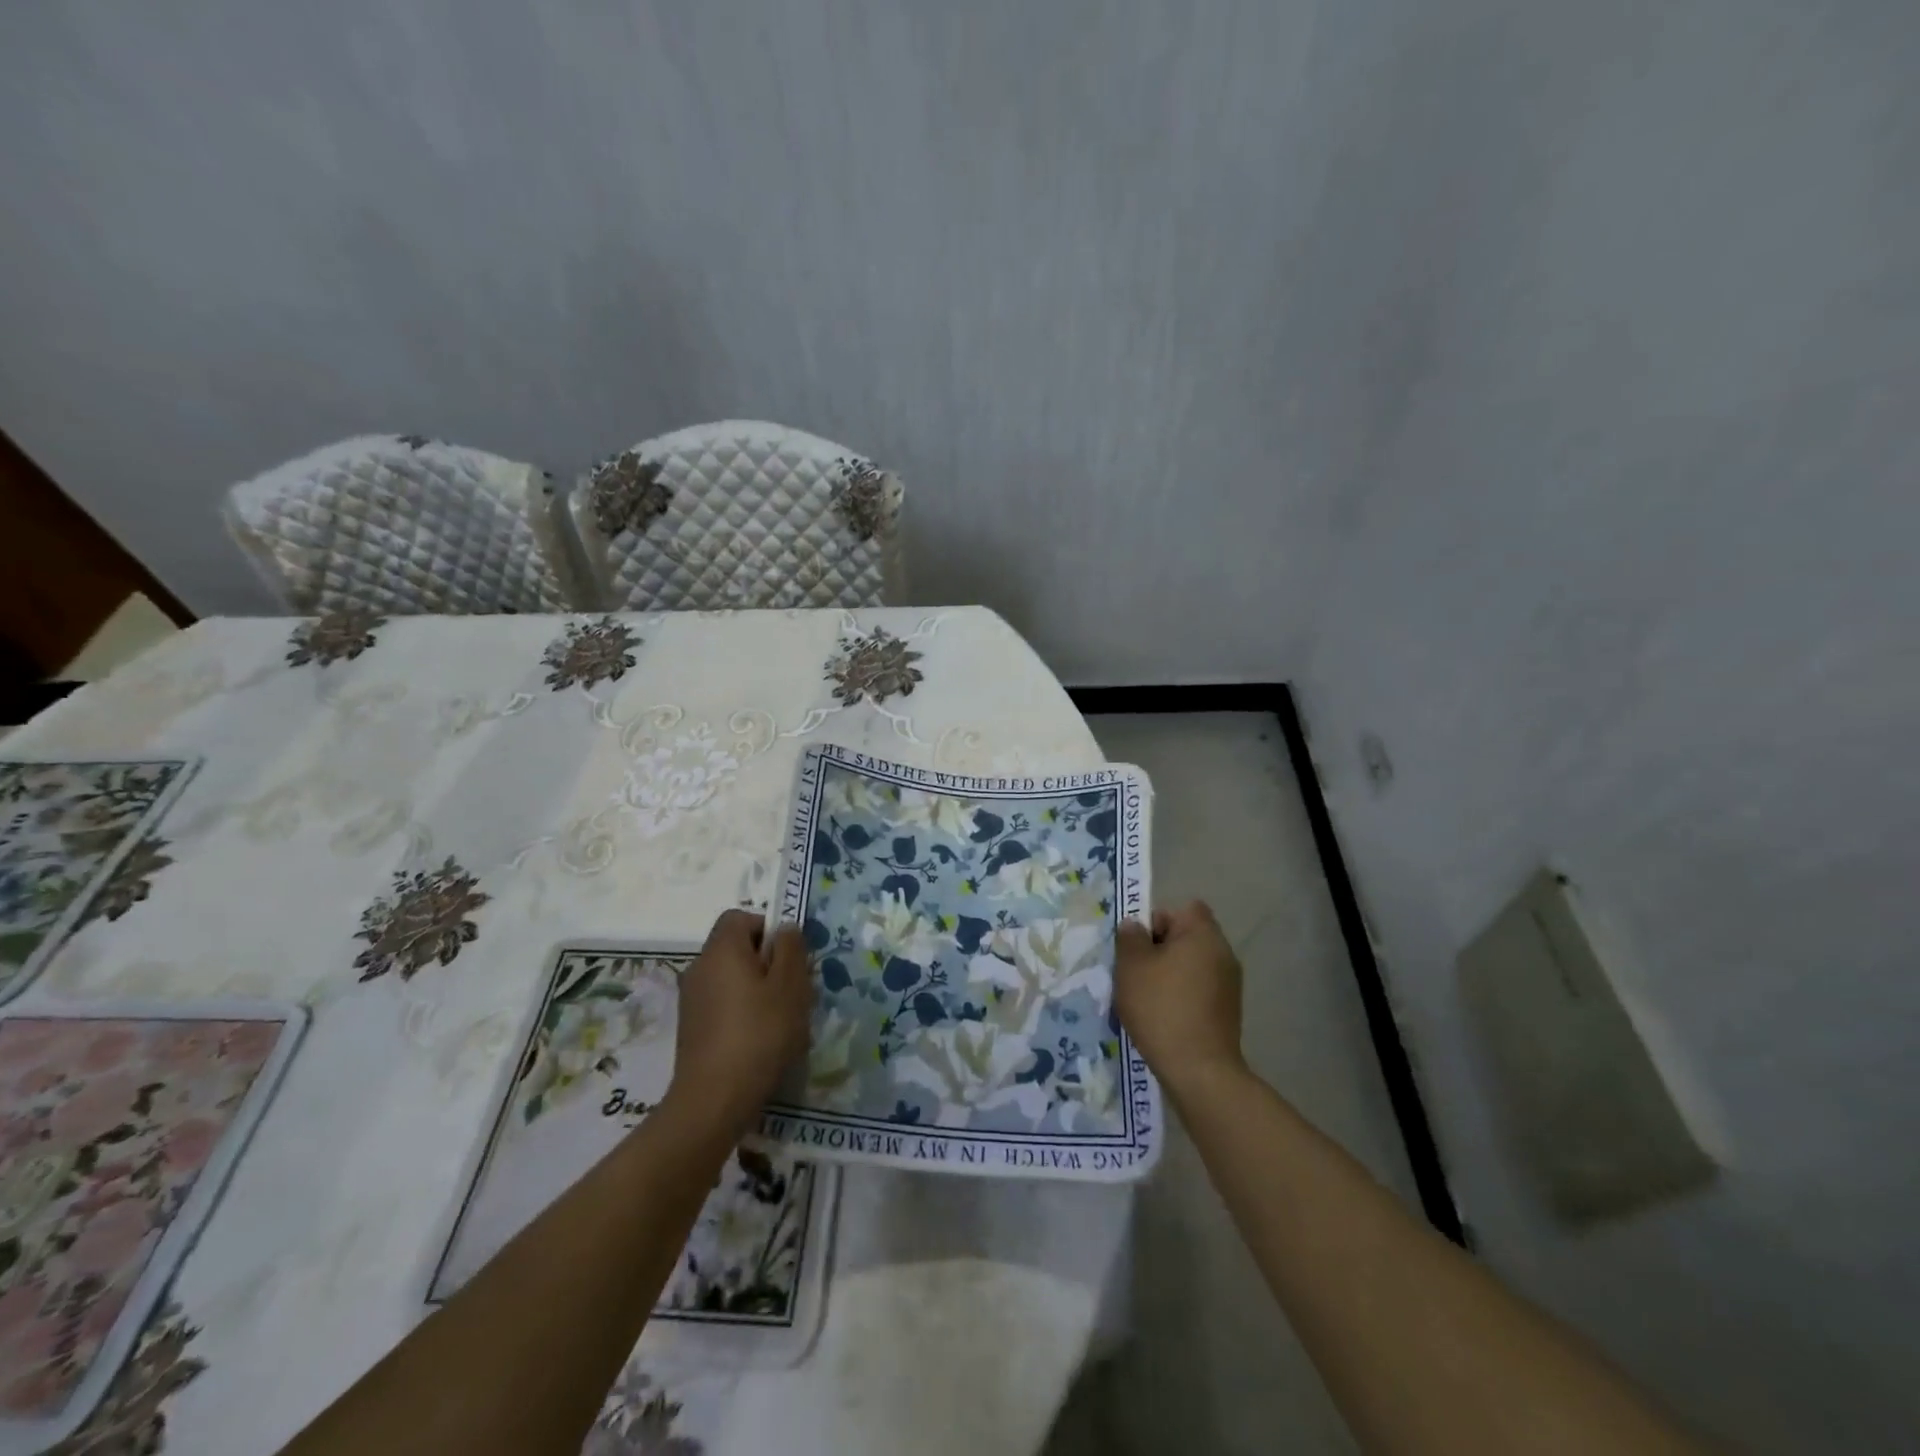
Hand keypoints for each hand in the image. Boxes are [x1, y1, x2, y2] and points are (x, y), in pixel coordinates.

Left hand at [666, 910, 812, 1136]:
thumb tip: (784, 928)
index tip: (788, 956)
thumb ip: (791, 949)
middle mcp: (700, 967)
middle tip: (792, 990)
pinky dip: (741, 1013)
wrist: (713, 1100)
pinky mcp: (691, 1028)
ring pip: (731, 978)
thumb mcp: (790, 986)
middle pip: (736, 948)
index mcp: (721, 949)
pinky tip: (760, 1041)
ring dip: (756, 990)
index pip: (740, 917)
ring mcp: (691, 999)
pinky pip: (722, 1004)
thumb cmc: (759, 1033)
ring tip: (780, 1020)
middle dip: (767, 962)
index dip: (767, 928)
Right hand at [1115, 900, 1246, 1096]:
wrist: (1199, 1070)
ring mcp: (1230, 984)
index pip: (1183, 908)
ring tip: (1147, 998)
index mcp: (1203, 934)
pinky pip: (1199, 989)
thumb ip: (1130, 937)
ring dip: (1170, 974)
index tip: (1140, 945)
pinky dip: (1182, 996)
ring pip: (1192, 964)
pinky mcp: (1229, 1011)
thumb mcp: (1131, 966)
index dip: (1158, 920)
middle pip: (1187, 937)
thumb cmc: (1161, 1007)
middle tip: (1136, 972)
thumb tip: (1135, 926)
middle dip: (1160, 949)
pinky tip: (1164, 1017)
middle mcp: (1223, 953)